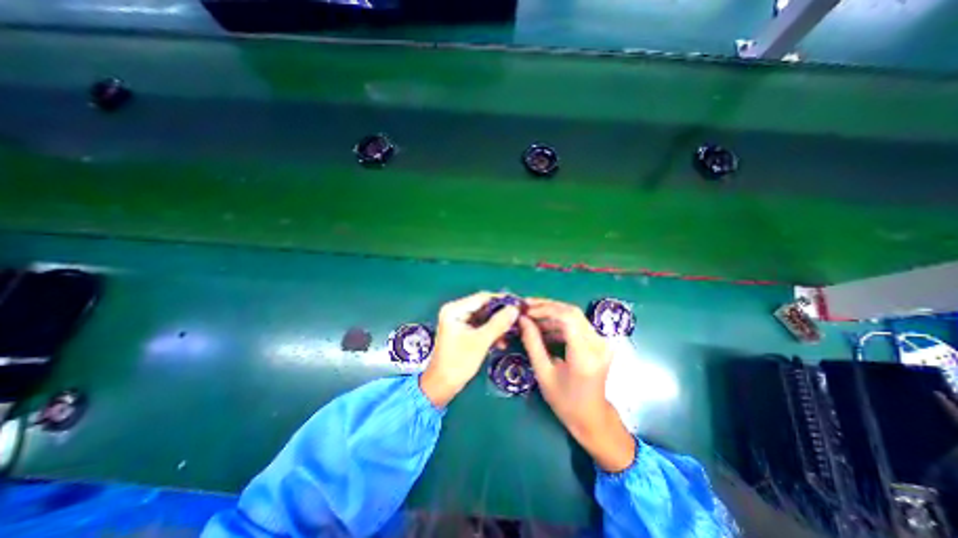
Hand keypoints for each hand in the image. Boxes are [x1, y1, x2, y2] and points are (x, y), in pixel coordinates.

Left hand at [421, 294, 519, 407]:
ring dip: (498, 325)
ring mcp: (459, 321)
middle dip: (501, 314)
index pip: (482, 298)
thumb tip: (515, 309)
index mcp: (455, 309)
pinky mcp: (463, 331)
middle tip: (519, 317)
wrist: (442, 386)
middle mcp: (456, 311)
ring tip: (513, 332)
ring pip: (484, 318)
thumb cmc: (458, 362)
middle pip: (484, 307)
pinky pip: (481, 327)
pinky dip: (491, 332)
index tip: (519, 303)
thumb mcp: (481, 341)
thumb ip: (498, 323)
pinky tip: (502, 342)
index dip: (501, 300)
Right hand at [521, 298, 634, 470]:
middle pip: (572, 312)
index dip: (545, 309)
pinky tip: (543, 327)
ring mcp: (601, 341)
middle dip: (546, 307)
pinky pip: (577, 324)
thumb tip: (522, 319)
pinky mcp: (599, 341)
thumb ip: (532, 343)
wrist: (592, 418)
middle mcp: (598, 344)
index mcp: (585, 355)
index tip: (525, 310)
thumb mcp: (543, 373)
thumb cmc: (565, 401)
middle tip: (526, 308)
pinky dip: (559, 322)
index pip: (568, 318)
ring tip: (531, 318)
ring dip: (551, 313)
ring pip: (574, 315)